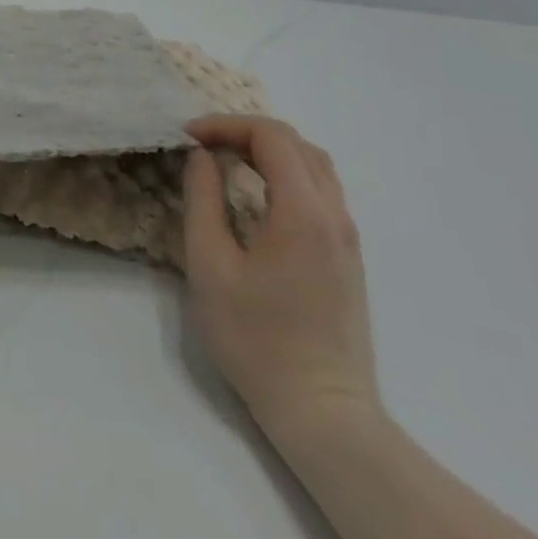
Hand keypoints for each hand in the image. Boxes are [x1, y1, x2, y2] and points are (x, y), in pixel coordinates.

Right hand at [182, 116, 380, 439]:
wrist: (323, 413)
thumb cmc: (256, 338)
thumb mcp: (209, 264)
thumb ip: (203, 198)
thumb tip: (202, 156)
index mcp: (302, 211)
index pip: (270, 136)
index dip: (225, 125)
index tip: (188, 137)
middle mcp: (333, 214)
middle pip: (295, 143)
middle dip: (245, 132)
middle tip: (203, 145)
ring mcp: (347, 237)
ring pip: (314, 164)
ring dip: (269, 150)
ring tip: (228, 161)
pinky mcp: (348, 257)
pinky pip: (321, 190)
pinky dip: (286, 173)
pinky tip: (257, 195)